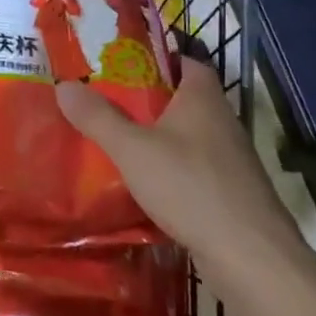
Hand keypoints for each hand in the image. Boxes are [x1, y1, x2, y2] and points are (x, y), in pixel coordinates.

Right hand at [56, 57, 304, 265]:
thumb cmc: (191, 187)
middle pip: (180, 98)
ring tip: (116, 139)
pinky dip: (171, 169)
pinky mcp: (232, 192)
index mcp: (202, 96)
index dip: (152, 57)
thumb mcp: (132, 149)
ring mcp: (230, 158)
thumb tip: (63, 85)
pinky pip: (194, 167)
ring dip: (157, 137)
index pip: (181, 59)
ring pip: (186, 135)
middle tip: (104, 100)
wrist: (252, 259)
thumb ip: (98, 117)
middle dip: (145, 99)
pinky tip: (144, 183)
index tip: (118, 62)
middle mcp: (221, 119)